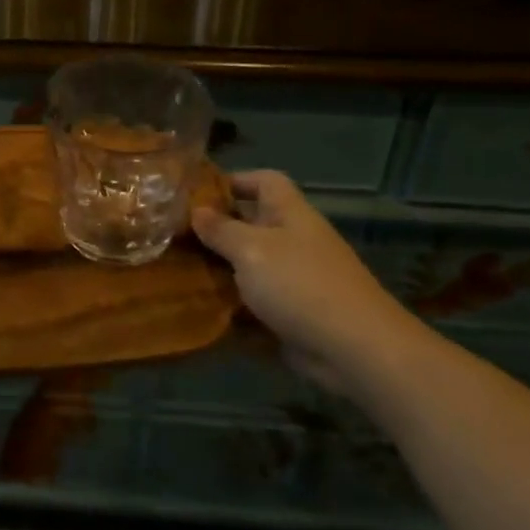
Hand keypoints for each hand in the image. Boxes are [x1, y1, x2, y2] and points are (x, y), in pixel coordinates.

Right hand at [193, 170, 415, 393]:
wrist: (354, 349)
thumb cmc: (300, 284)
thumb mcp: (251, 249)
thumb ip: (221, 229)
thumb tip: (197, 211)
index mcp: (289, 213)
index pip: (264, 181)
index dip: (233, 180)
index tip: (196, 194)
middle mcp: (293, 239)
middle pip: (251, 222)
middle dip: (216, 227)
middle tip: (174, 233)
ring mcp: (294, 277)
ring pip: (250, 262)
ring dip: (220, 266)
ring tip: (179, 267)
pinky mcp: (292, 311)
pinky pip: (255, 298)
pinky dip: (232, 300)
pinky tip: (201, 304)